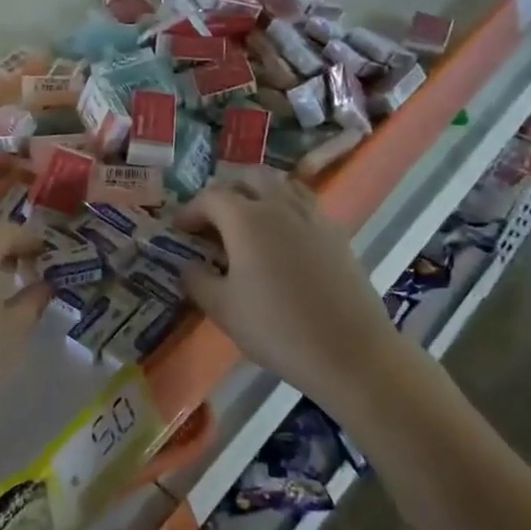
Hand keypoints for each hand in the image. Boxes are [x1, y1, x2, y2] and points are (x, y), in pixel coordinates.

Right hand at [174, 183, 413, 422]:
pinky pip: (305, 205)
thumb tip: (189, 265)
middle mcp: (280, 206)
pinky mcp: (337, 234)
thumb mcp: (221, 309)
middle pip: (250, 177)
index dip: (190, 211)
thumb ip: (196, 279)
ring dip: (259, 194)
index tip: (179, 230)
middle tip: (214, 221)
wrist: (351, 352)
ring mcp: (313, 216)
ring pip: (282, 185)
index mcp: (246, 218)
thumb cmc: (276, 328)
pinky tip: (282, 241)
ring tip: (249, 223)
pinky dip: (286, 210)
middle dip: (227, 192)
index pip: (210, 197)